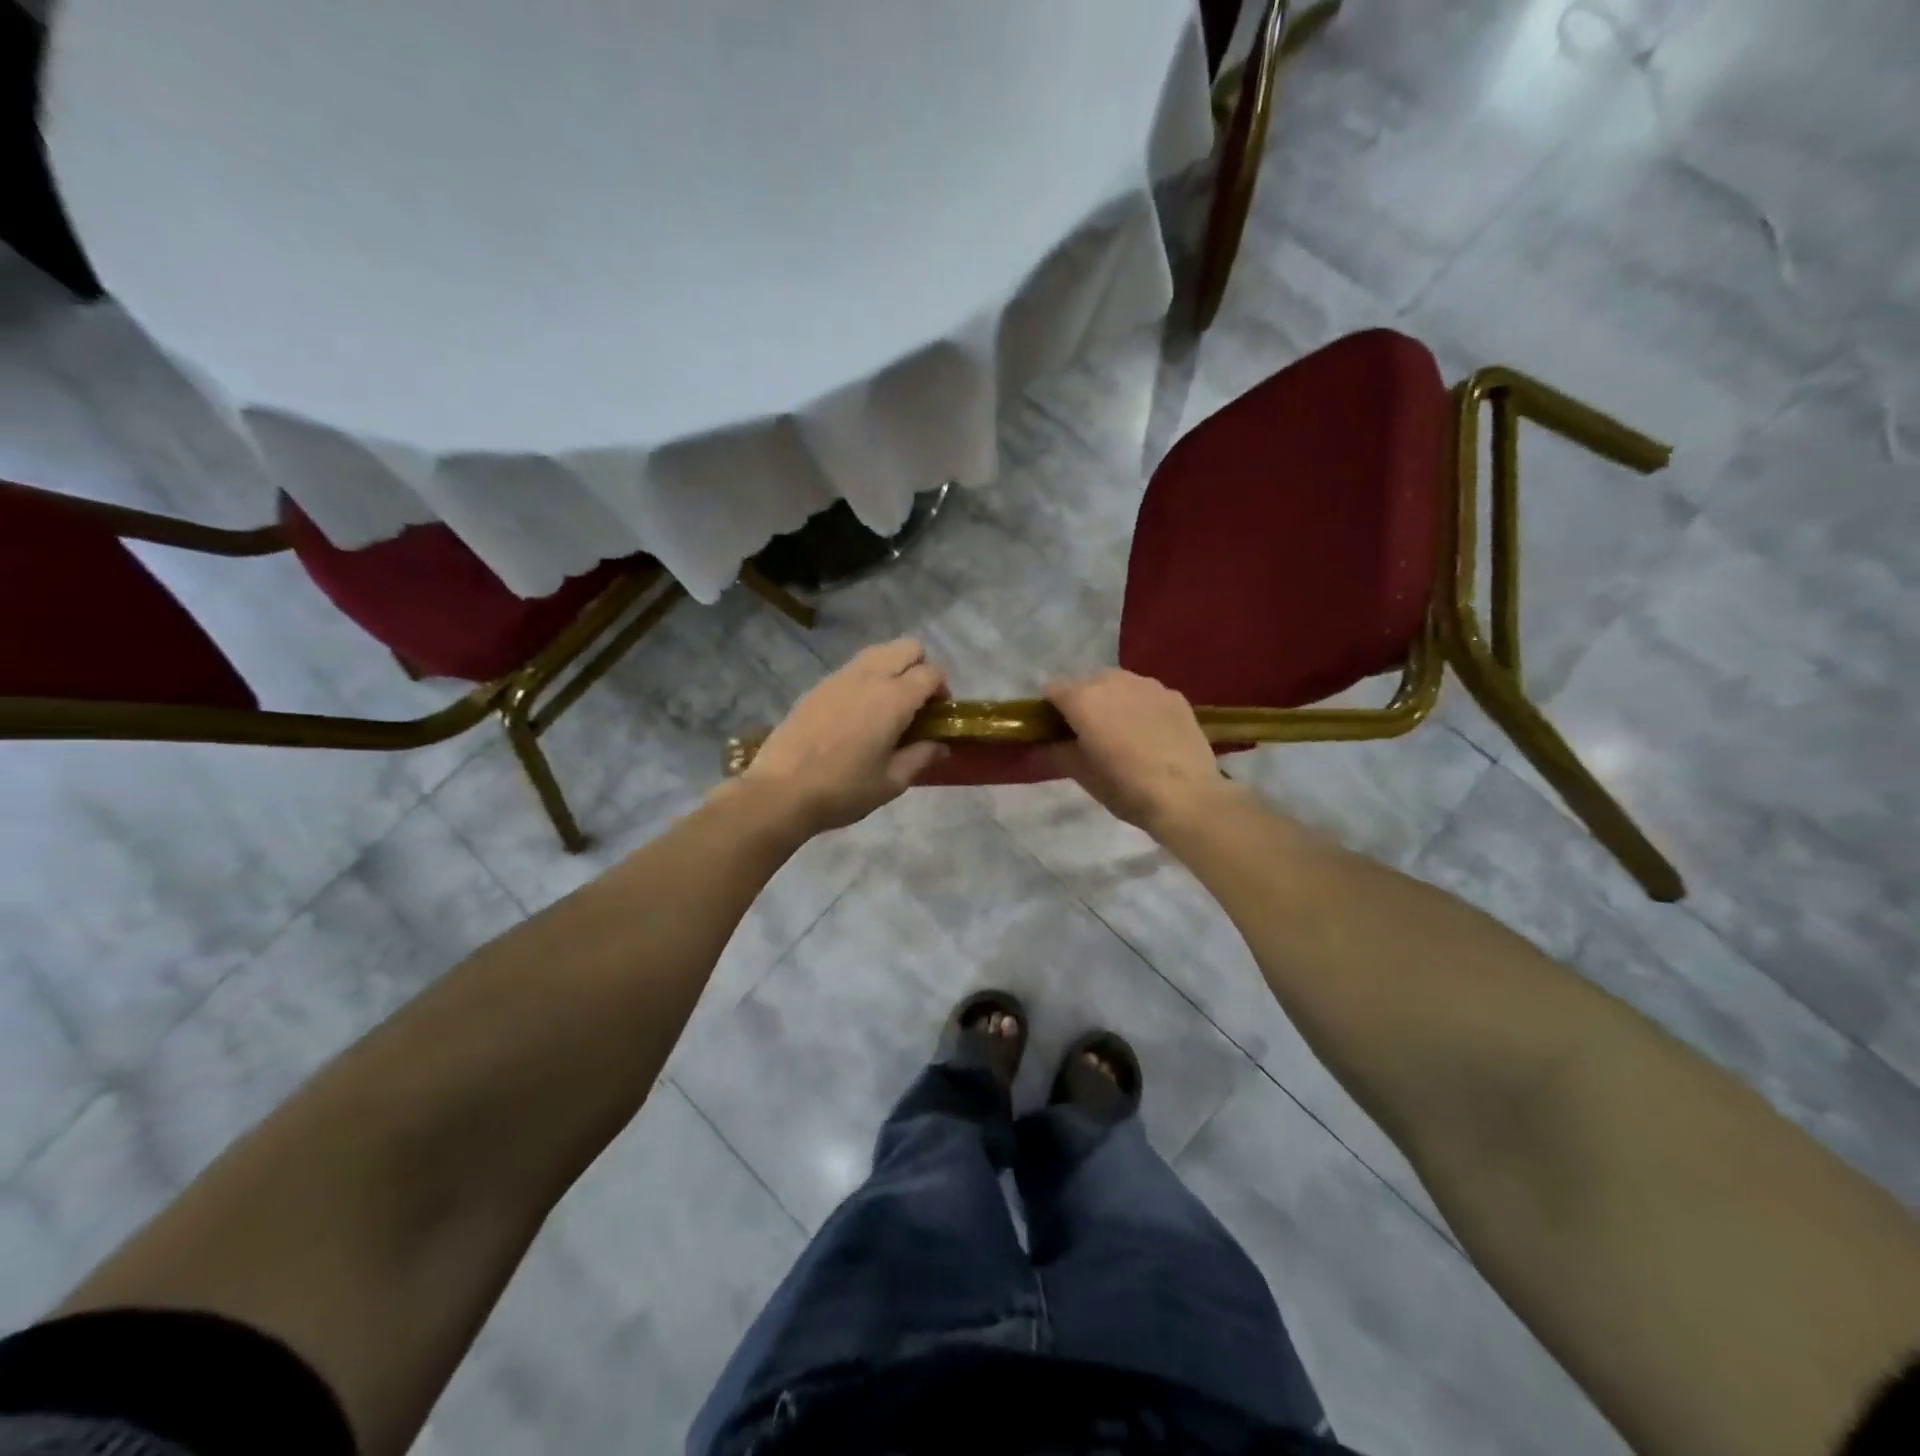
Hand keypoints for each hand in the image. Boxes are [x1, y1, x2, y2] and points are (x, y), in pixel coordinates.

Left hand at [742, 639, 948, 833]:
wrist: (781, 791)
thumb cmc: (844, 789)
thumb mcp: (891, 782)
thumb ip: (922, 757)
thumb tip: (942, 745)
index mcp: (894, 698)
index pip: (931, 673)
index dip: (943, 690)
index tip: (938, 716)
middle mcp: (869, 676)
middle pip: (908, 648)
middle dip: (921, 667)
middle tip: (917, 703)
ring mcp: (840, 677)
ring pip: (879, 651)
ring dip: (893, 668)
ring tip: (889, 705)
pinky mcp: (819, 686)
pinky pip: (854, 667)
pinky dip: (868, 677)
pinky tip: (859, 713)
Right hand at [1044, 669, 1239, 835]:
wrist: (1186, 796)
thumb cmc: (1125, 787)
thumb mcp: (1081, 774)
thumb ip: (1059, 750)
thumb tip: (1053, 741)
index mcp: (1083, 699)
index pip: (1053, 690)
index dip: (1050, 709)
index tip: (1056, 729)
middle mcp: (1113, 681)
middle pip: (1086, 682)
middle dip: (1083, 701)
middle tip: (1090, 732)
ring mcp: (1148, 685)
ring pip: (1119, 684)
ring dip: (1113, 700)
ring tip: (1122, 730)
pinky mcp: (1174, 695)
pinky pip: (1146, 694)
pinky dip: (1140, 706)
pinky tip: (1150, 733)